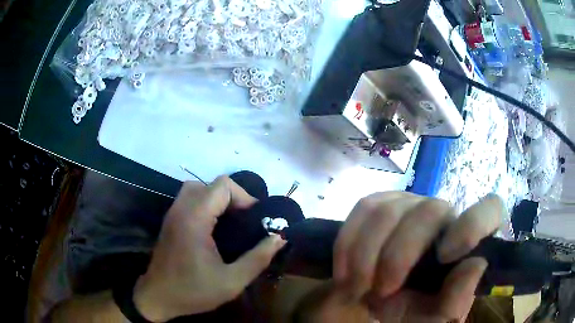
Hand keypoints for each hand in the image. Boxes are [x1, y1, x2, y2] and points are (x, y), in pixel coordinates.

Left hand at [133, 176, 286, 321]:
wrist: (158, 297)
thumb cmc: (193, 291)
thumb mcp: (232, 281)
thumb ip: (258, 259)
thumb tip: (278, 238)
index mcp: (195, 219)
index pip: (222, 186)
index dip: (244, 197)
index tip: (255, 219)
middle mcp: (181, 209)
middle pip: (211, 184)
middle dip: (233, 197)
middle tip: (245, 220)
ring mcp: (173, 214)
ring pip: (198, 188)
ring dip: (217, 199)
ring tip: (231, 221)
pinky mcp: (170, 221)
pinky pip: (190, 199)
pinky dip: (206, 204)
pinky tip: (215, 228)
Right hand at [332, 192, 502, 321]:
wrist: (378, 300)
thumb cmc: (412, 311)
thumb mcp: (432, 318)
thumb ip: (455, 302)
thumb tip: (475, 266)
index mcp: (467, 241)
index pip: (491, 208)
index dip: (474, 223)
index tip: (445, 256)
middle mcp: (444, 214)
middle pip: (428, 212)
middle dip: (397, 257)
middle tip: (379, 292)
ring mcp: (411, 204)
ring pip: (388, 211)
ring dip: (365, 256)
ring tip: (357, 286)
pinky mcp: (381, 203)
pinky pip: (363, 210)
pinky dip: (347, 243)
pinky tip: (344, 269)